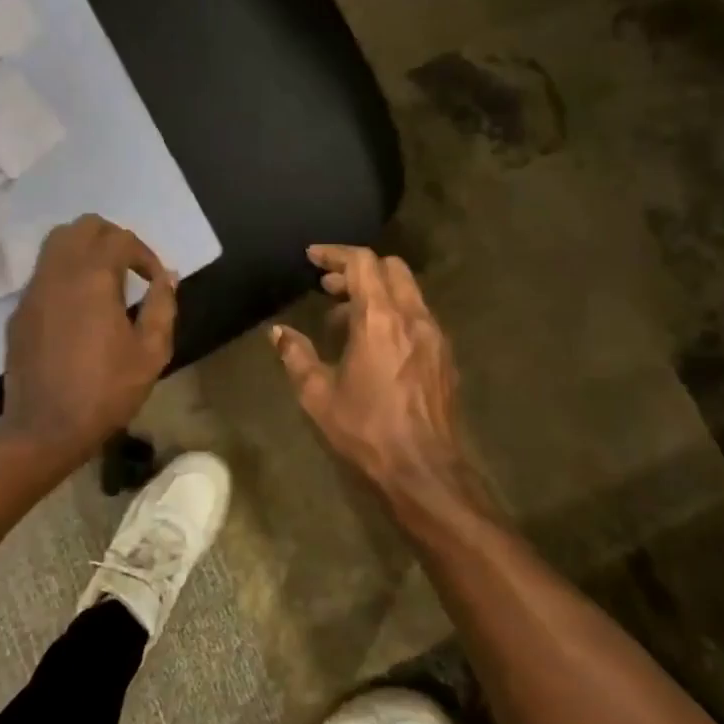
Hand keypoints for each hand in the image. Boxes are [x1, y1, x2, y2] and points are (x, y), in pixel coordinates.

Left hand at [1, 215, 177, 463]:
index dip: (145, 254)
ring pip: (56, 243)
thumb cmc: (104, 391)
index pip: (120, 238)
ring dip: (85, 249)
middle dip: (112, 238)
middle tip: (130, 267)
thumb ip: (162, 306)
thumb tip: (167, 276)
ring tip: (104, 280)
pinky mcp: (20, 310)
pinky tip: (79, 306)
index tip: (155, 280)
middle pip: (83, 227)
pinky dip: (65, 273)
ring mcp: (34, 290)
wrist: (43, 429)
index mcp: (93, 278)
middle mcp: (59, 273)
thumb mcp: (150, 353)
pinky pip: (43, 272)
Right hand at [271, 245, 490, 512]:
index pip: (362, 263)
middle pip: (390, 267)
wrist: (426, 471)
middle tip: (328, 286)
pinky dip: (394, 312)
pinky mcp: (444, 355)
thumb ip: (296, 356)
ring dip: (376, 291)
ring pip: (407, 290)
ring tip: (345, 318)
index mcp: (380, 319)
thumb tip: (278, 332)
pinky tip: (375, 343)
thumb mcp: (319, 395)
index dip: (335, 253)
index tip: (312, 257)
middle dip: (358, 268)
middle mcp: (412, 316)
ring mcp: (434, 335)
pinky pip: (418, 315)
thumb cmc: (368, 430)